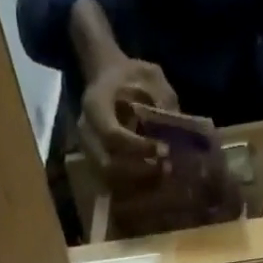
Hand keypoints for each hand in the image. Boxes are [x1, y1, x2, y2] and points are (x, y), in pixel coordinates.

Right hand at [79, 57, 178, 185]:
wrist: (106, 77)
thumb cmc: (128, 75)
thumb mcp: (149, 75)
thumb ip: (161, 98)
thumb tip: (176, 128)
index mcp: (94, 105)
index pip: (113, 135)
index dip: (139, 148)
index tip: (164, 149)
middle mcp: (86, 132)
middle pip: (108, 165)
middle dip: (139, 171)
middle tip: (165, 168)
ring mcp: (87, 151)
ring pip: (110, 180)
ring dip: (137, 183)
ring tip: (161, 176)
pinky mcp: (94, 164)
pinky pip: (111, 185)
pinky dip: (132, 187)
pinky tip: (151, 181)